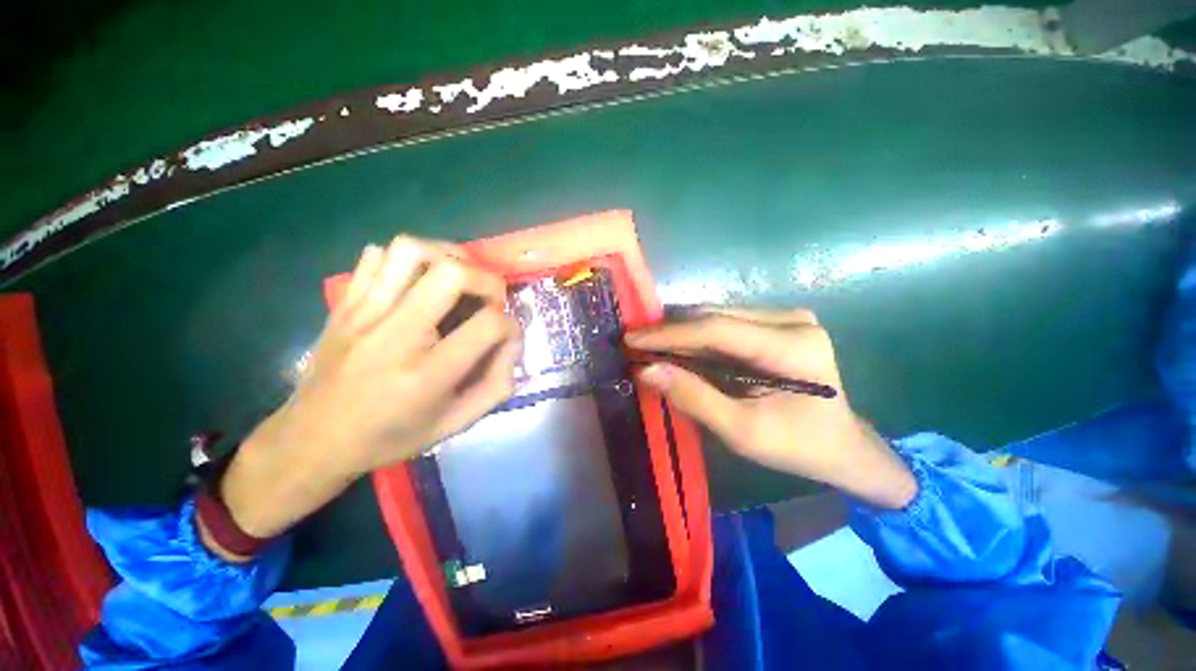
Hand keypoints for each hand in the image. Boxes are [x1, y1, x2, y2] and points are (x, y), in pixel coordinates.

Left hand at [215, 236, 519, 547]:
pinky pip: (377, 255)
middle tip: (489, 299)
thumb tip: (512, 343)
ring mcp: (363, 312)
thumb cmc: (390, 437)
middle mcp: (394, 334)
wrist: (311, 440)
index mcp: (427, 374)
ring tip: (458, 279)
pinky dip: (408, 260)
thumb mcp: (454, 425)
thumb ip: (496, 385)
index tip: (505, 336)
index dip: (510, 325)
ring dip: (448, 257)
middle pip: (452, 272)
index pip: (488, 324)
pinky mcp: (345, 303)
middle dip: (487, 280)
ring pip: (411, 250)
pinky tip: (417, 283)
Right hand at [625, 308, 915, 509]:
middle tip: (633, 345)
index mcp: (793, 347)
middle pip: (715, 317)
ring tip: (647, 346)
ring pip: (716, 316)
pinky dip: (696, 336)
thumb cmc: (798, 447)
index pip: (717, 329)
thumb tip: (646, 371)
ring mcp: (786, 317)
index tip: (631, 339)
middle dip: (670, 332)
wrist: (842, 446)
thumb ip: (693, 398)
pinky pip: (725, 323)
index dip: (669, 334)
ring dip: (680, 332)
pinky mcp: (777, 323)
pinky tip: (675, 347)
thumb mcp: (742, 432)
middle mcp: (792, 319)